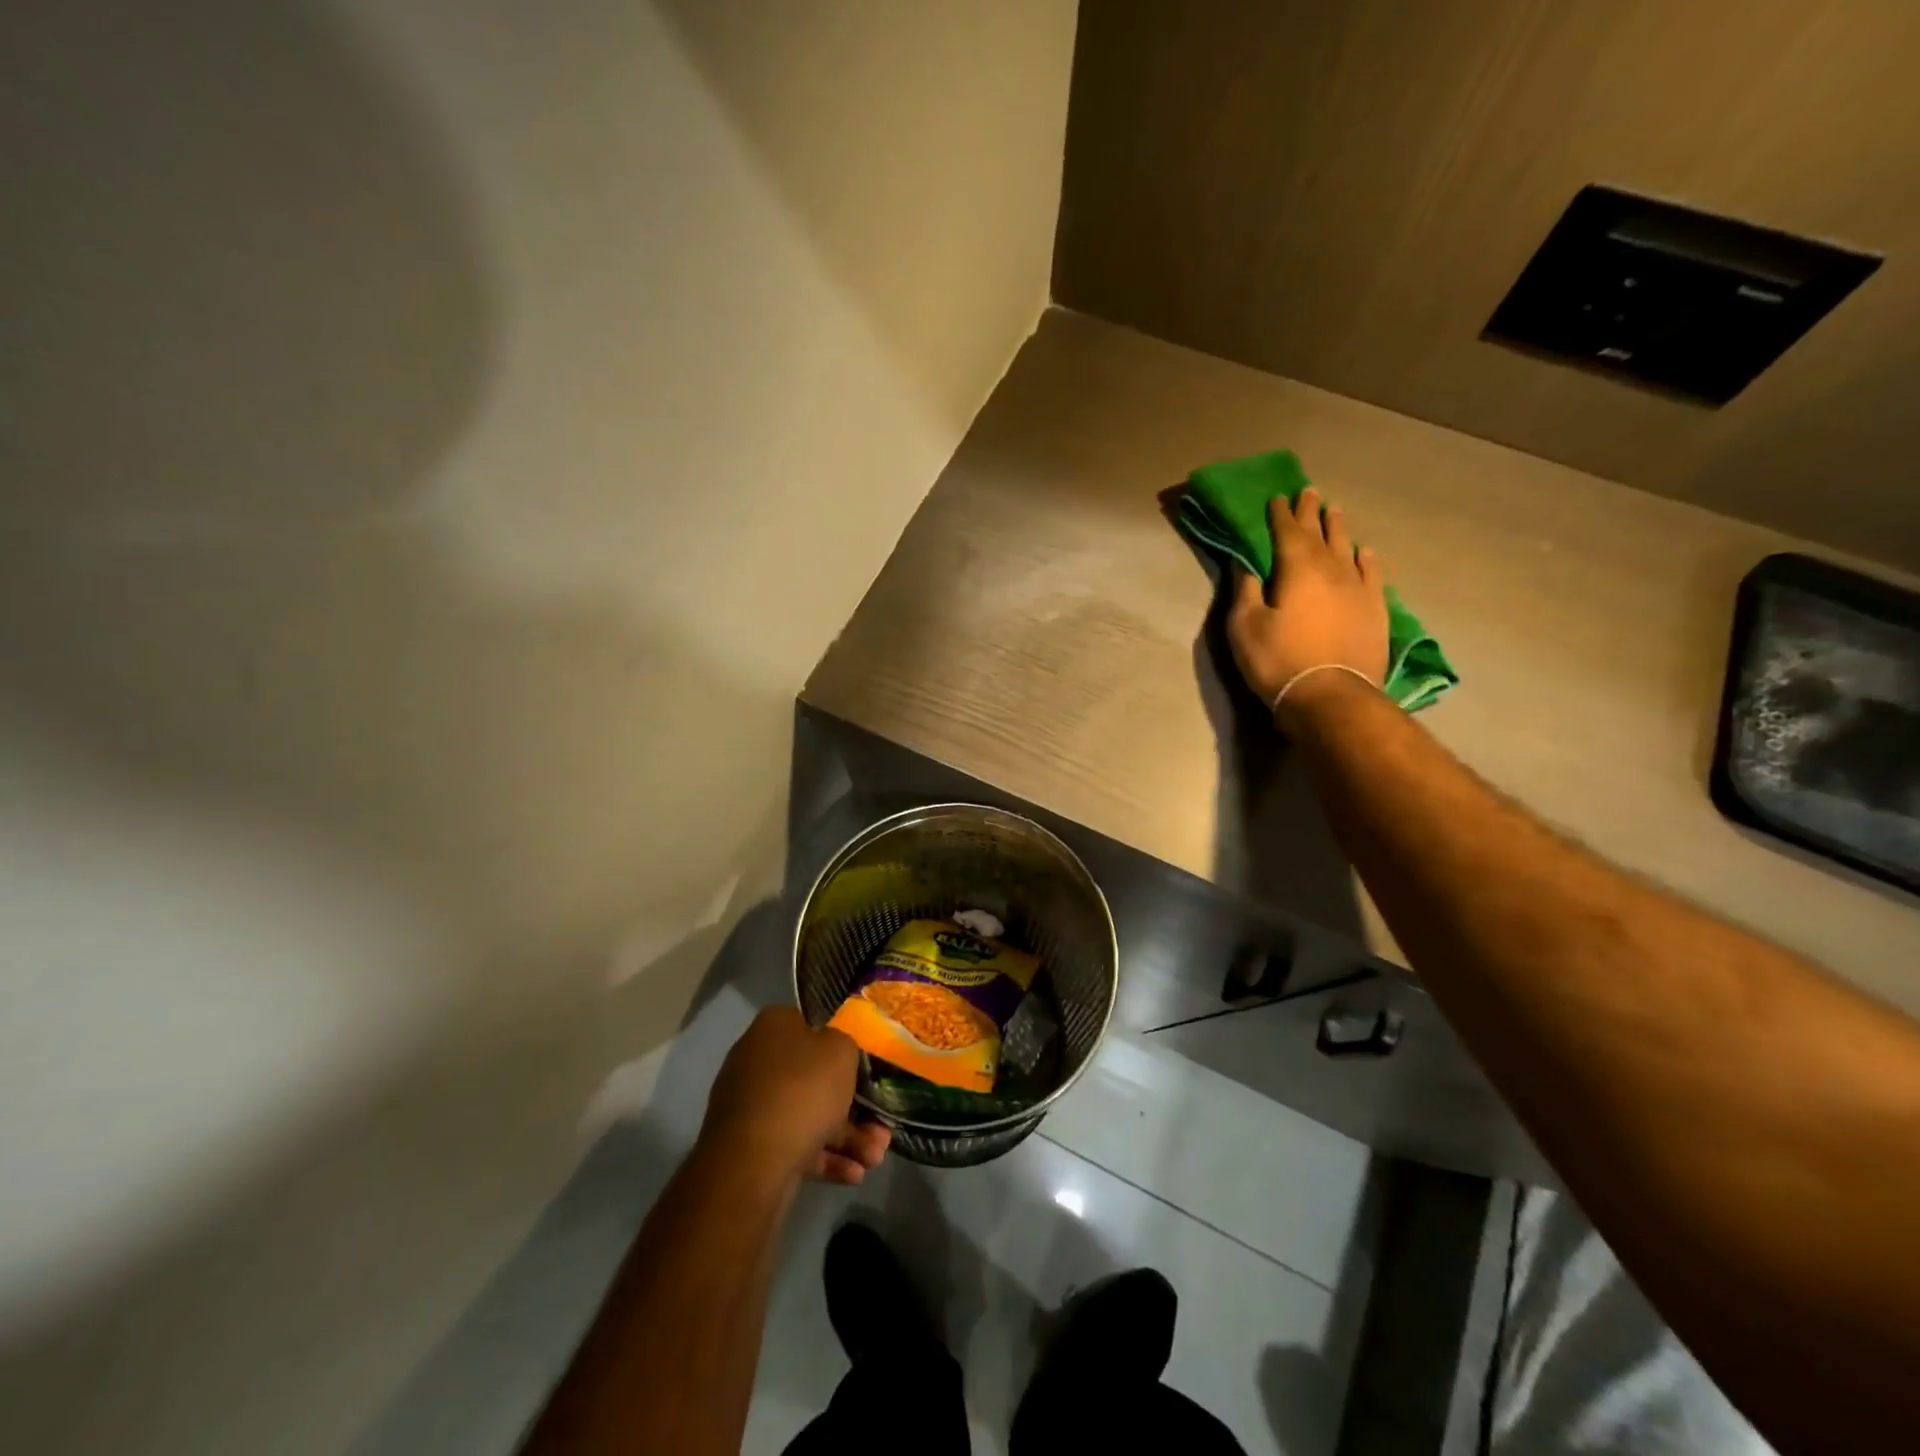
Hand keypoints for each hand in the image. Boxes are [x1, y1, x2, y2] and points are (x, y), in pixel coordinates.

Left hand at [699, 1006, 891, 1186]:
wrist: (752, 1162)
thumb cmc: (802, 1090)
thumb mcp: (841, 1051)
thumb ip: (845, 1045)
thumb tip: (834, 1052)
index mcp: (773, 1027)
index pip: (811, 1026)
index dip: (840, 1045)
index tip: (864, 1068)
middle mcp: (757, 1060)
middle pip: (813, 1077)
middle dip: (853, 1105)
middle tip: (881, 1126)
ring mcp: (751, 1105)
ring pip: (808, 1115)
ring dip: (847, 1137)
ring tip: (875, 1158)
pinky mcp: (750, 1147)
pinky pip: (795, 1144)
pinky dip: (824, 1157)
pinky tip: (853, 1174)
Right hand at [1227, 487, 1388, 722]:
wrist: (1331, 696)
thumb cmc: (1278, 661)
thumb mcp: (1245, 627)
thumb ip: (1245, 591)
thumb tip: (1245, 563)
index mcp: (1297, 569)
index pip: (1287, 532)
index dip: (1280, 514)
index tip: (1277, 497)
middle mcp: (1332, 569)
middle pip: (1320, 533)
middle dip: (1311, 513)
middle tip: (1309, 492)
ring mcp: (1358, 589)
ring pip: (1348, 548)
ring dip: (1340, 528)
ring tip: (1336, 511)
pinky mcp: (1376, 610)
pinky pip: (1373, 574)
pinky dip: (1367, 559)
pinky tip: (1366, 552)